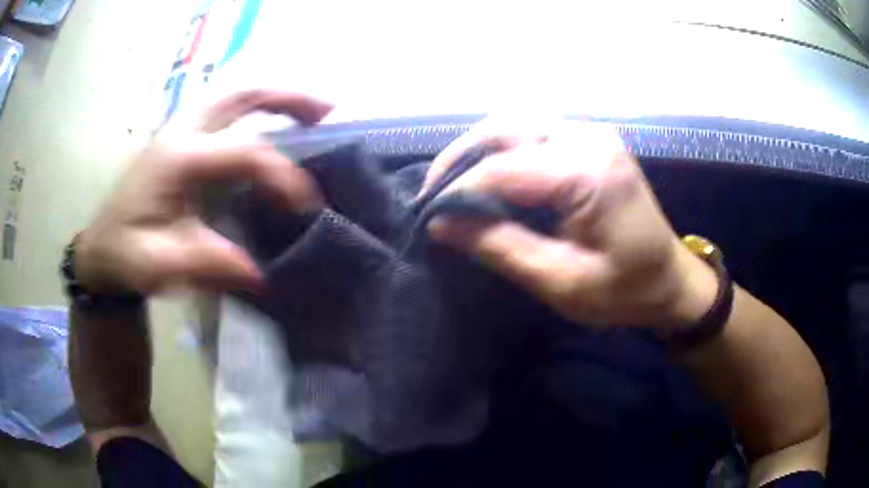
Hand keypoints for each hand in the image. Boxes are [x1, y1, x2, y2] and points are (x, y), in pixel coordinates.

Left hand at [75, 90, 331, 294]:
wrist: (100, 249)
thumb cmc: (125, 256)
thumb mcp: (158, 266)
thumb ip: (204, 263)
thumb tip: (259, 272)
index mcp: (177, 159)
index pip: (242, 151)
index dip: (280, 173)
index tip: (306, 203)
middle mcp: (181, 132)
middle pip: (242, 94)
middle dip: (289, 97)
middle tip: (327, 111)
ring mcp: (180, 130)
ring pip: (235, 95)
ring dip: (275, 97)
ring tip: (311, 111)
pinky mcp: (181, 140)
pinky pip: (225, 110)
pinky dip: (256, 109)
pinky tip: (272, 124)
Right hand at [425, 120, 716, 331]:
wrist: (671, 278)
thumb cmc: (625, 290)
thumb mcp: (562, 282)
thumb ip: (501, 247)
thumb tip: (443, 223)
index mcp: (588, 171)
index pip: (503, 168)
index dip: (457, 190)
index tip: (428, 217)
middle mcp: (587, 137)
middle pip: (505, 128)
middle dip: (460, 158)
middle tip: (433, 195)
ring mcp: (591, 133)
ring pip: (515, 125)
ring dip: (479, 151)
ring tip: (454, 186)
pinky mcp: (590, 140)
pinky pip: (533, 134)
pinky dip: (503, 152)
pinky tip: (489, 176)